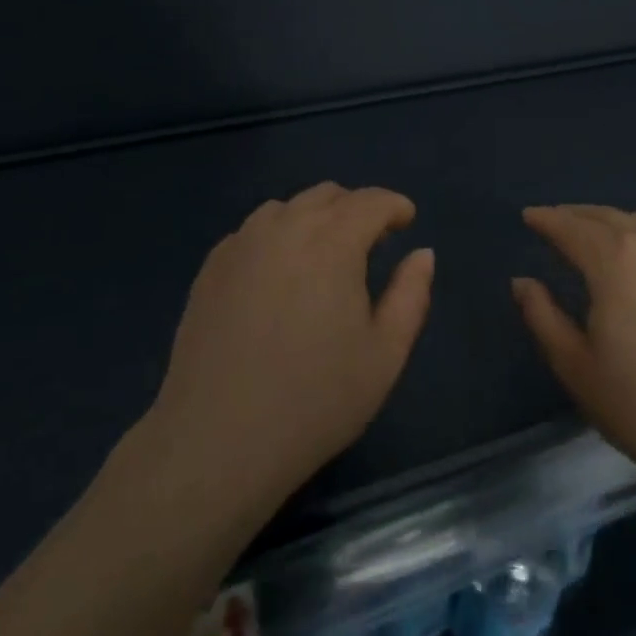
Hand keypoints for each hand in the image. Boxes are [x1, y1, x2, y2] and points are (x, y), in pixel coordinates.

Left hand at [147, 182, 434, 509]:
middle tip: (370, 242)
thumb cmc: (314, 400)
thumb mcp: (384, 355)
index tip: (406, 221)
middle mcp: (285, 227)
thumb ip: (411, 295)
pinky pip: (254, 231)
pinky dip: (278, 236)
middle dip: (356, 208)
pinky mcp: (212, 266)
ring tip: (323, 257)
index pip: (371, 201)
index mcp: (332, 242)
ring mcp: (242, 244)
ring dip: (314, 218)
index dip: (394, 206)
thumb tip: (423, 253)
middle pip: (327, 195)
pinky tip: (279, 275)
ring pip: (287, 208)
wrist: (217, 440)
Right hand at [513, 205, 635, 511]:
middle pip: (606, 216)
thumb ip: (543, 318)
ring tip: (594, 233)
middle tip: (555, 221)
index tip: (529, 216)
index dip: (546, 219)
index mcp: (614, 261)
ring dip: (611, 221)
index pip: (571, 227)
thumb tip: (523, 282)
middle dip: (576, 215)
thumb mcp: (578, 369)